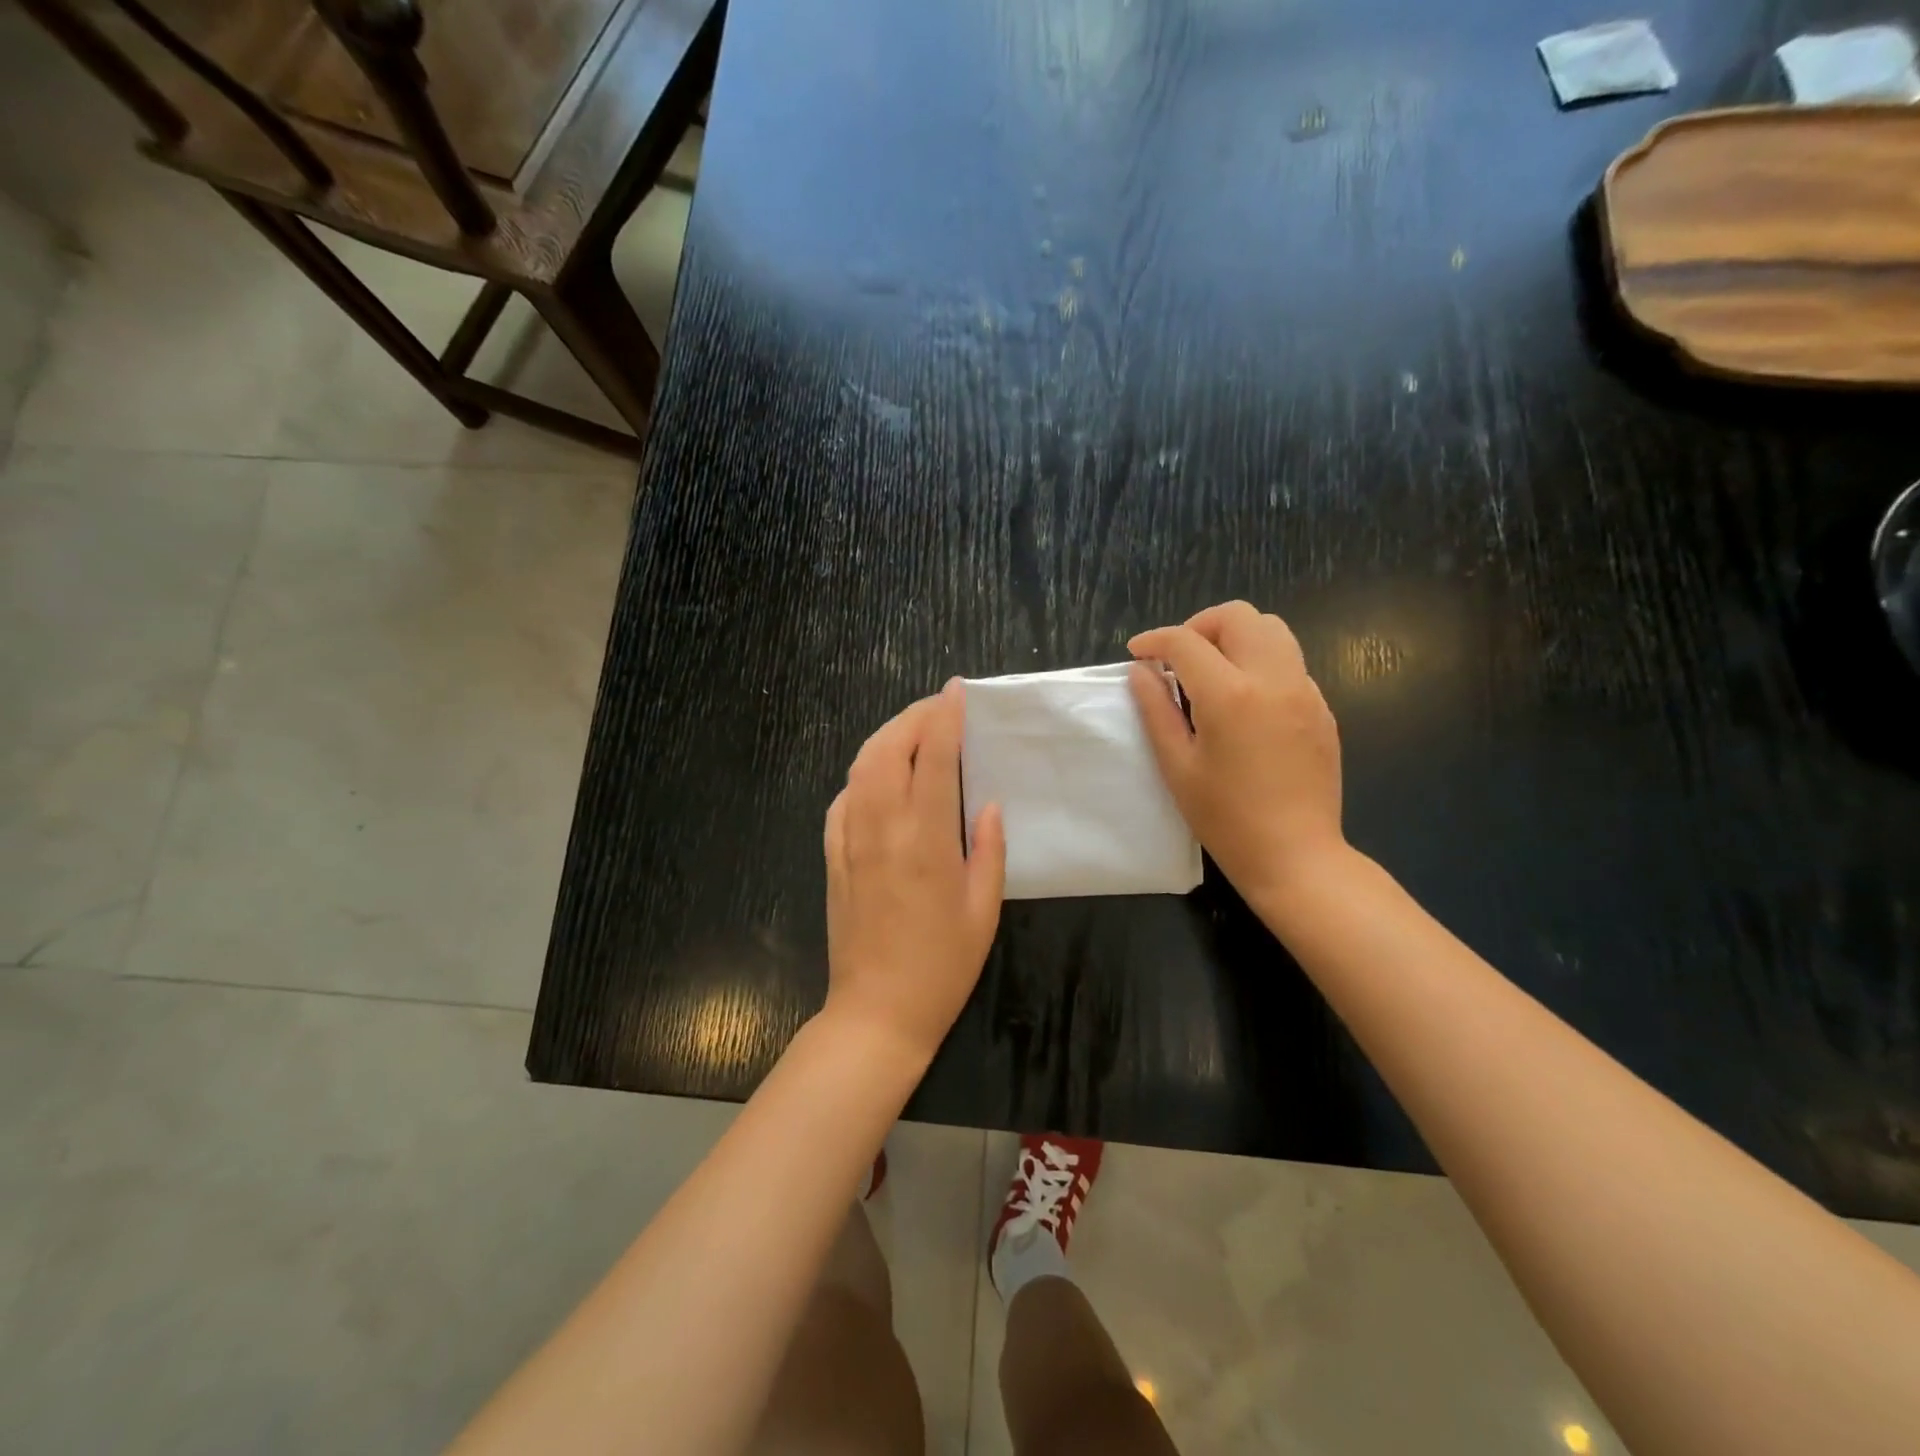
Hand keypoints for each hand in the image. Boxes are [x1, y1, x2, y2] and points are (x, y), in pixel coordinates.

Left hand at [822, 682, 1006, 1062]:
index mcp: (926, 839)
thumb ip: (988, 849)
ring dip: (884, 738)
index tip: (955, 691)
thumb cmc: (942, 966)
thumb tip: (987, 804)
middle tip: (937, 708)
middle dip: (912, 717)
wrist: (877, 1012)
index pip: (933, 758)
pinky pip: (842, 800)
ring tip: (911, 732)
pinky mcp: (832, 857)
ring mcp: (849, 841)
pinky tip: (878, 779)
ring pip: (859, 768)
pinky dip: (861, 775)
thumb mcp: (983, 910)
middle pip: (887, 749)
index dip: (944, 718)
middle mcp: (882, 828)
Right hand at [1128, 601, 1344, 907]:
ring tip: (1211, 671)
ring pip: (1272, 630)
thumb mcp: (1177, 766)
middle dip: (1200, 626)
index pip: (1186, 642)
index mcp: (1230, 695)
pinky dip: (1259, 662)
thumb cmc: (1225, 818)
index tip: (1138, 653)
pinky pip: (1289, 662)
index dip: (1155, 640)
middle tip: (1178, 659)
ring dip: (1235, 637)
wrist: (1296, 855)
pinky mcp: (1322, 708)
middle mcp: (1273, 679)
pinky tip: (1243, 701)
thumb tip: (1141, 671)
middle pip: (1238, 616)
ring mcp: (1305, 691)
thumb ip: (1156, 710)